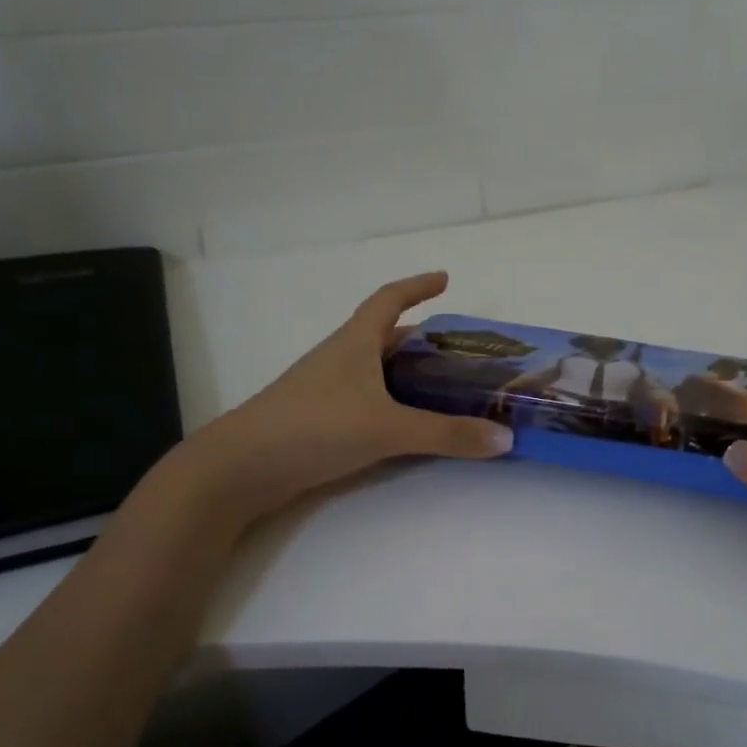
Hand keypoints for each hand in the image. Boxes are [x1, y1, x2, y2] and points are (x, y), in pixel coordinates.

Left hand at [191, 272, 511, 519]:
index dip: (417, 285)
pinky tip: (406, 424)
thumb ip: (446, 434)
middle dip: (422, 338)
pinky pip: (366, 400)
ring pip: (375, 370)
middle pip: (385, 336)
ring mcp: (325, 389)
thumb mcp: (387, 428)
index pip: (388, 299)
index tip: (445, 279)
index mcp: (355, 342)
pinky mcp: (318, 420)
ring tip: (444, 388)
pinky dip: (391, 403)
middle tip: (460, 351)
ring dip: (407, 373)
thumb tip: (505, 437)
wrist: (240, 467)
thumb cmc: (314, 427)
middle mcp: (340, 358)